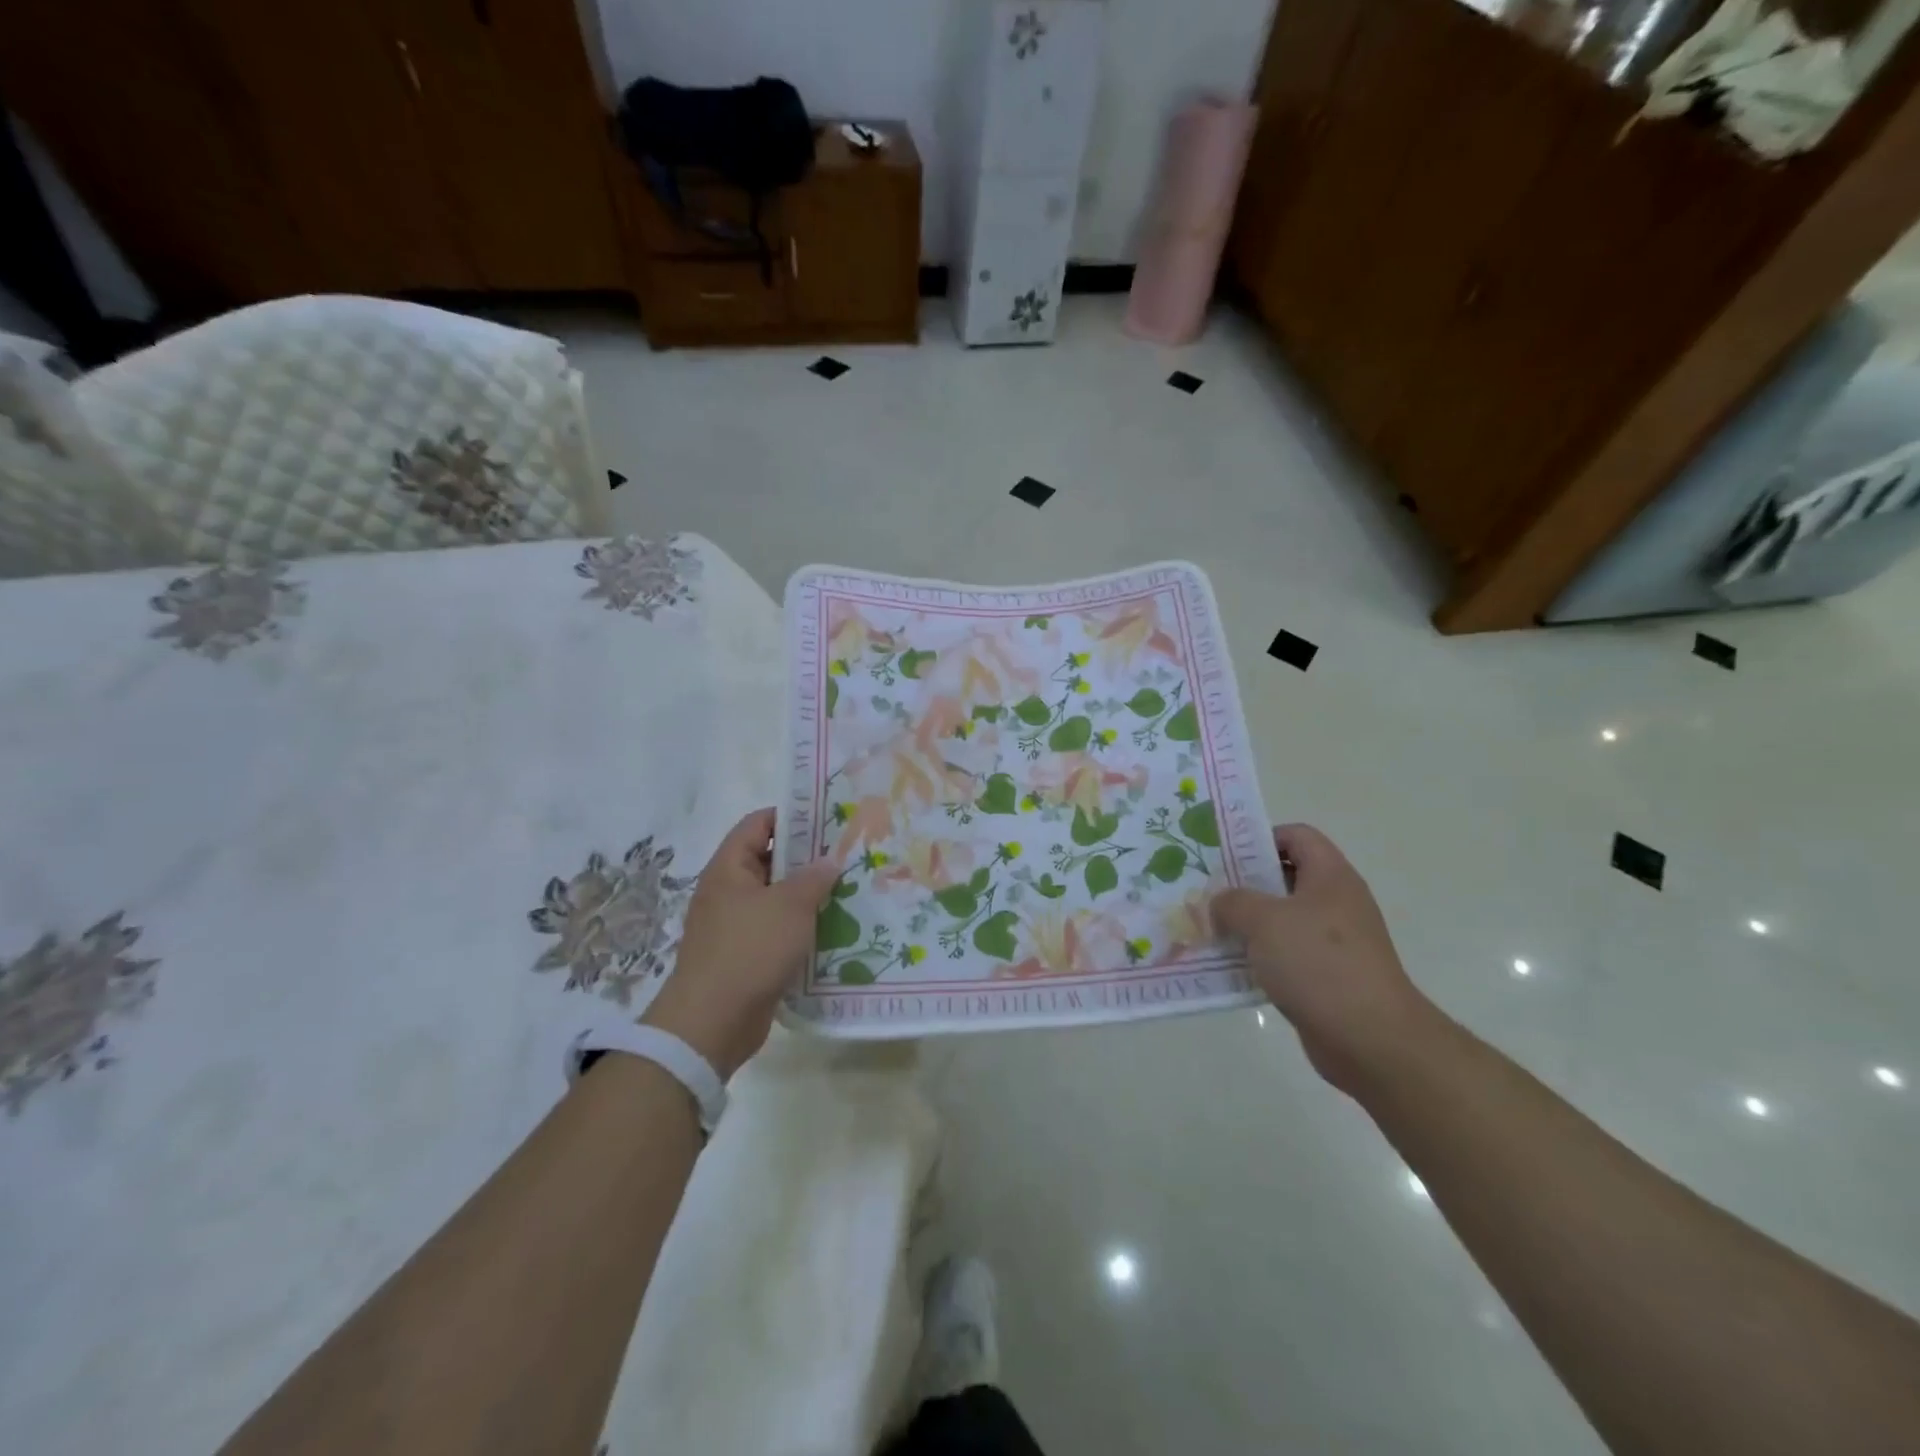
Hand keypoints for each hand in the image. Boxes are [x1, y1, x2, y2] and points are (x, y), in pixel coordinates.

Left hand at [643, 808, 837, 1078]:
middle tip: (847, 855)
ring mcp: (735, 926)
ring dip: (808, 896)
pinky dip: (801, 928)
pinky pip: (777, 931)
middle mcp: (728, 892)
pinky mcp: (745, 956)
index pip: (758, 824)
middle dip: (807, 858)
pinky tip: (833, 930)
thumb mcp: (790, 906)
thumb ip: (813, 878)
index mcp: (729, 868)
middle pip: (769, 861)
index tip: (828, 818)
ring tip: (849, 890)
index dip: (790, 816)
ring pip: (776, 899)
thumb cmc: (749, 950)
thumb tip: (829, 860)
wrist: (712, 1022)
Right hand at [1211, 824, 1440, 1095]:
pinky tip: (1230, 967)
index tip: (1225, 855)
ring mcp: (1334, 942)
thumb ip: (1232, 902)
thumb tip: (1219, 903)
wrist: (1370, 1038)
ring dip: (1246, 924)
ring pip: (1282, 920)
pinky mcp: (1327, 977)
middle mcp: (1335, 903)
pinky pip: (1285, 956)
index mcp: (1330, 877)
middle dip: (1244, 884)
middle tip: (1206, 892)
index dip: (1261, 838)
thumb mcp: (1264, 920)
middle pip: (1285, 877)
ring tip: (1209, 929)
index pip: (1297, 836)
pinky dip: (1258, 957)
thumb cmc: (1318, 963)